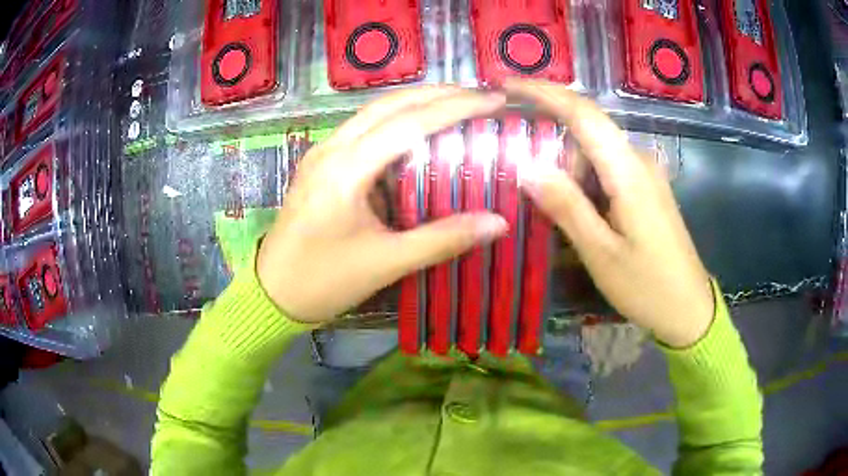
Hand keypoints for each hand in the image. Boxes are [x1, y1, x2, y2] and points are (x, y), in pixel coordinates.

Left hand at [257, 87, 507, 323]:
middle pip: (389, 104)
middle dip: (437, 93)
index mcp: (345, 170)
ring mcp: (322, 153)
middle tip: (479, 94)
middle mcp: (331, 149)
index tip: (493, 99)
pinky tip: (417, 130)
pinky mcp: (320, 164)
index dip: (456, 107)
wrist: (273, 294)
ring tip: (456, 102)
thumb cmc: (324, 281)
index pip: (410, 123)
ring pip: (373, 112)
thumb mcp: (386, 263)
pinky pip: (362, 130)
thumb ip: (443, 239)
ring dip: (415, 102)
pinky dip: (395, 121)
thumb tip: (499, 223)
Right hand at [505, 79, 713, 347]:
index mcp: (628, 171)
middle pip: (586, 130)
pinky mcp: (645, 190)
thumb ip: (566, 205)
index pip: (582, 113)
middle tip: (519, 172)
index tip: (506, 84)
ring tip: (546, 204)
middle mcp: (639, 161)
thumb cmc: (647, 286)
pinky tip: (573, 208)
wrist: (688, 309)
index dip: (543, 92)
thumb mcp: (600, 252)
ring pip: (595, 152)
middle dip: (550, 143)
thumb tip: (526, 166)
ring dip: (566, 167)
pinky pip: (607, 169)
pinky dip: (582, 179)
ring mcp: (645, 175)